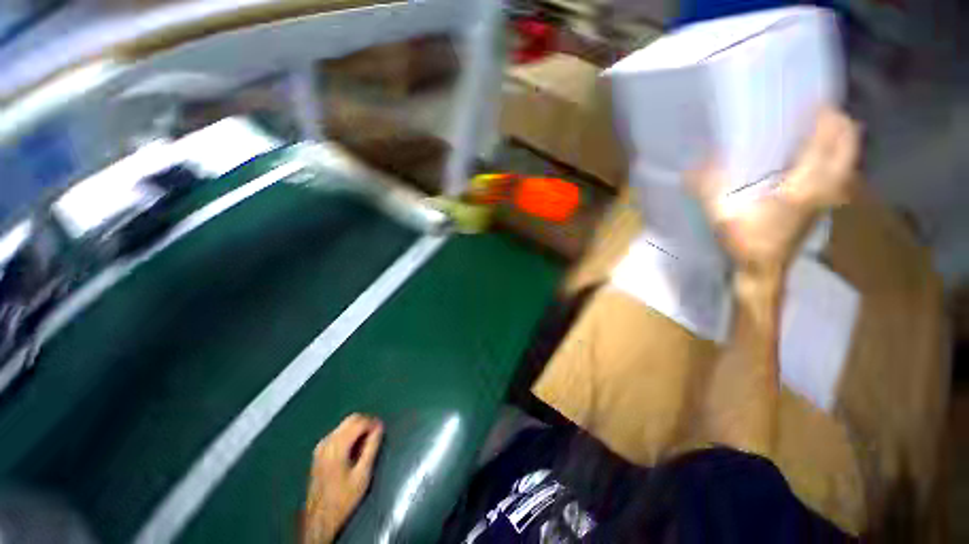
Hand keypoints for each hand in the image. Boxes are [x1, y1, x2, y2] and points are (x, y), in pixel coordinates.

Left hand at [303, 414, 383, 543]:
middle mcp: (326, 442)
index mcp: (336, 446)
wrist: (319, 519)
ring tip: (368, 442)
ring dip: (358, 428)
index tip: (383, 430)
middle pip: (350, 419)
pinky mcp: (319, 452)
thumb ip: (371, 447)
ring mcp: (321, 446)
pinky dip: (350, 434)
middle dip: (366, 422)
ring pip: (344, 425)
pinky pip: (338, 433)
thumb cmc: (343, 498)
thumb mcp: (362, 474)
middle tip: (377, 434)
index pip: (358, 422)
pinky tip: (355, 448)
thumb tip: (380, 427)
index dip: (373, 422)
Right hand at [688, 108, 859, 281]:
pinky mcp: (823, 206)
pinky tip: (817, 158)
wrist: (765, 270)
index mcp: (805, 185)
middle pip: (847, 147)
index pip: (827, 142)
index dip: (826, 118)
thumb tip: (693, 166)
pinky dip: (835, 159)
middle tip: (822, 110)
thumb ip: (709, 188)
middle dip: (841, 124)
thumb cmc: (747, 242)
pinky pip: (839, 173)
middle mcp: (825, 187)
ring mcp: (828, 198)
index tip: (816, 100)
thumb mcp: (722, 215)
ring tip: (822, 128)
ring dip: (840, 141)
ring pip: (847, 160)